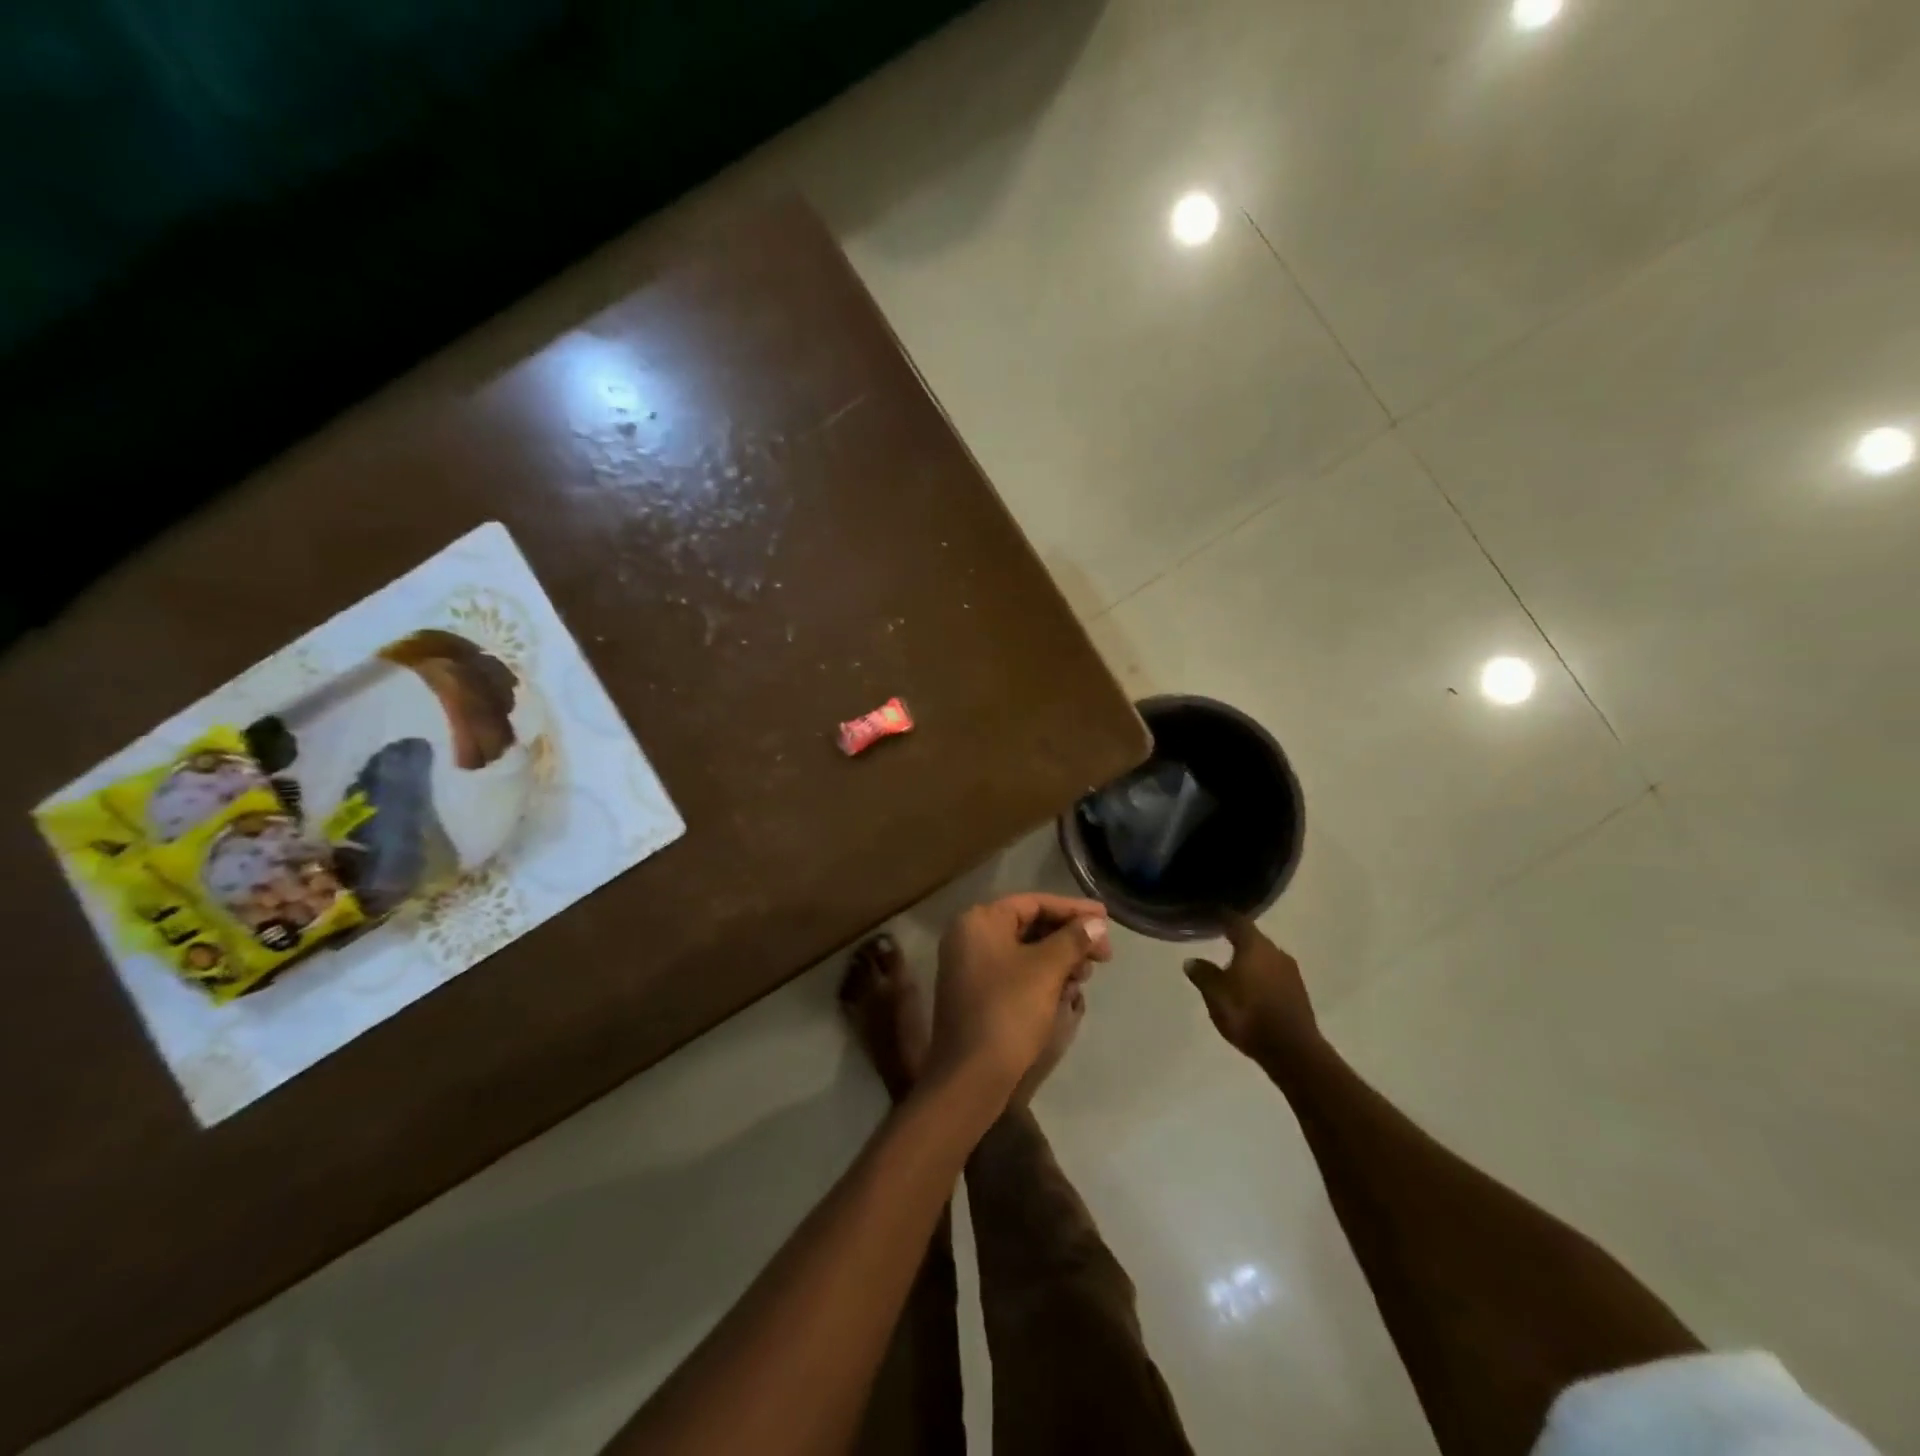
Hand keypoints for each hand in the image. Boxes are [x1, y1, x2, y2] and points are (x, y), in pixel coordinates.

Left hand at [926, 893, 1110, 1104]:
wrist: (970, 1076)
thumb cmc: (1008, 1012)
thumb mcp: (1046, 970)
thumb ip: (1073, 940)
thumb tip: (1097, 924)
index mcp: (979, 922)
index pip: (1033, 903)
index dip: (1073, 910)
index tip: (1106, 920)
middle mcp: (969, 937)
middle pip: (1029, 926)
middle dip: (1068, 939)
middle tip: (1102, 955)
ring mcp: (969, 967)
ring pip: (1024, 952)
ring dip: (1058, 960)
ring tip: (1085, 976)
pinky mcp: (976, 994)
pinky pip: (1015, 974)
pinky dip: (1041, 979)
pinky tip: (1066, 993)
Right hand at [1183, 913, 1319, 1062]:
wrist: (1293, 1051)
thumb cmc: (1248, 1014)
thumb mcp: (1215, 994)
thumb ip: (1203, 974)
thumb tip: (1192, 960)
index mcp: (1255, 946)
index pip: (1237, 922)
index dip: (1222, 916)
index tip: (1210, 914)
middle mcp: (1276, 953)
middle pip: (1254, 939)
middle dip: (1237, 940)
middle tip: (1218, 941)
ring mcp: (1291, 973)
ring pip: (1265, 958)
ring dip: (1250, 960)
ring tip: (1232, 968)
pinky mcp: (1298, 992)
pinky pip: (1274, 975)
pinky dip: (1261, 976)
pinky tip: (1250, 988)